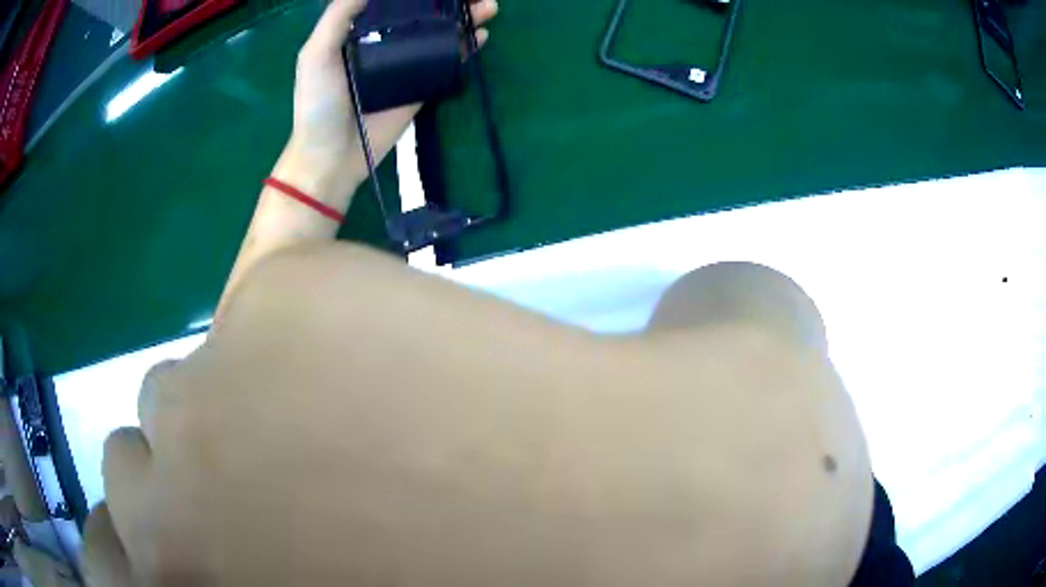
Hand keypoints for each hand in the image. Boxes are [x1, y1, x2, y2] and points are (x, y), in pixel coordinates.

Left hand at [281, 0, 497, 199]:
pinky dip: (465, 48)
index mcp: (358, 31)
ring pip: (439, 34)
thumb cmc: (317, 104)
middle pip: (422, 14)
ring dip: (464, 18)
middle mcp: (384, 42)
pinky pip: (446, 62)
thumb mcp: (315, 55)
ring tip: (488, 6)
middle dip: (448, 1)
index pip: (391, 2)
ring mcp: (405, 65)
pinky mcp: (420, 87)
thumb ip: (337, 17)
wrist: (332, 156)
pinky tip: (481, 35)